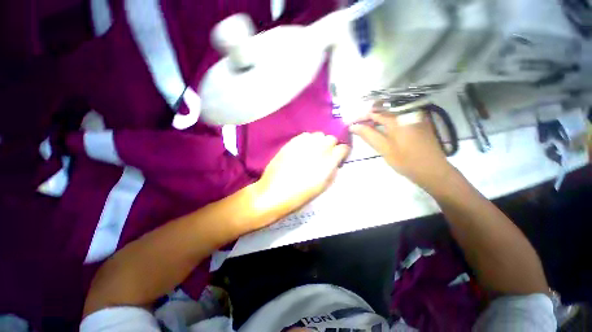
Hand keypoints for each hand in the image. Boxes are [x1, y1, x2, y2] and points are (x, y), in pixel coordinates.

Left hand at [252, 132, 349, 224]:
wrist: (274, 193)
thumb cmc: (300, 195)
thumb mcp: (322, 188)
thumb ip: (332, 172)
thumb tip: (335, 163)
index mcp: (328, 163)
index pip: (343, 148)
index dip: (342, 152)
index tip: (340, 156)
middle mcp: (318, 150)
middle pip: (331, 138)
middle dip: (331, 146)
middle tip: (325, 154)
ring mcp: (304, 145)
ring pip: (318, 135)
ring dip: (319, 142)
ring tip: (313, 150)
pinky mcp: (291, 142)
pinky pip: (304, 135)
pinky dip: (307, 140)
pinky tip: (303, 148)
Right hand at [349, 111, 454, 189]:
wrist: (433, 171)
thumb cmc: (406, 161)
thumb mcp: (384, 148)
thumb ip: (368, 135)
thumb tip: (353, 126)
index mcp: (398, 119)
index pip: (374, 112)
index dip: (361, 117)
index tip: (351, 123)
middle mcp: (407, 113)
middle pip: (383, 111)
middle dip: (368, 118)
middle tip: (357, 127)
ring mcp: (415, 118)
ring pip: (390, 115)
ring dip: (377, 120)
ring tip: (366, 128)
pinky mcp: (418, 124)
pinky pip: (398, 119)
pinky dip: (387, 123)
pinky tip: (382, 130)